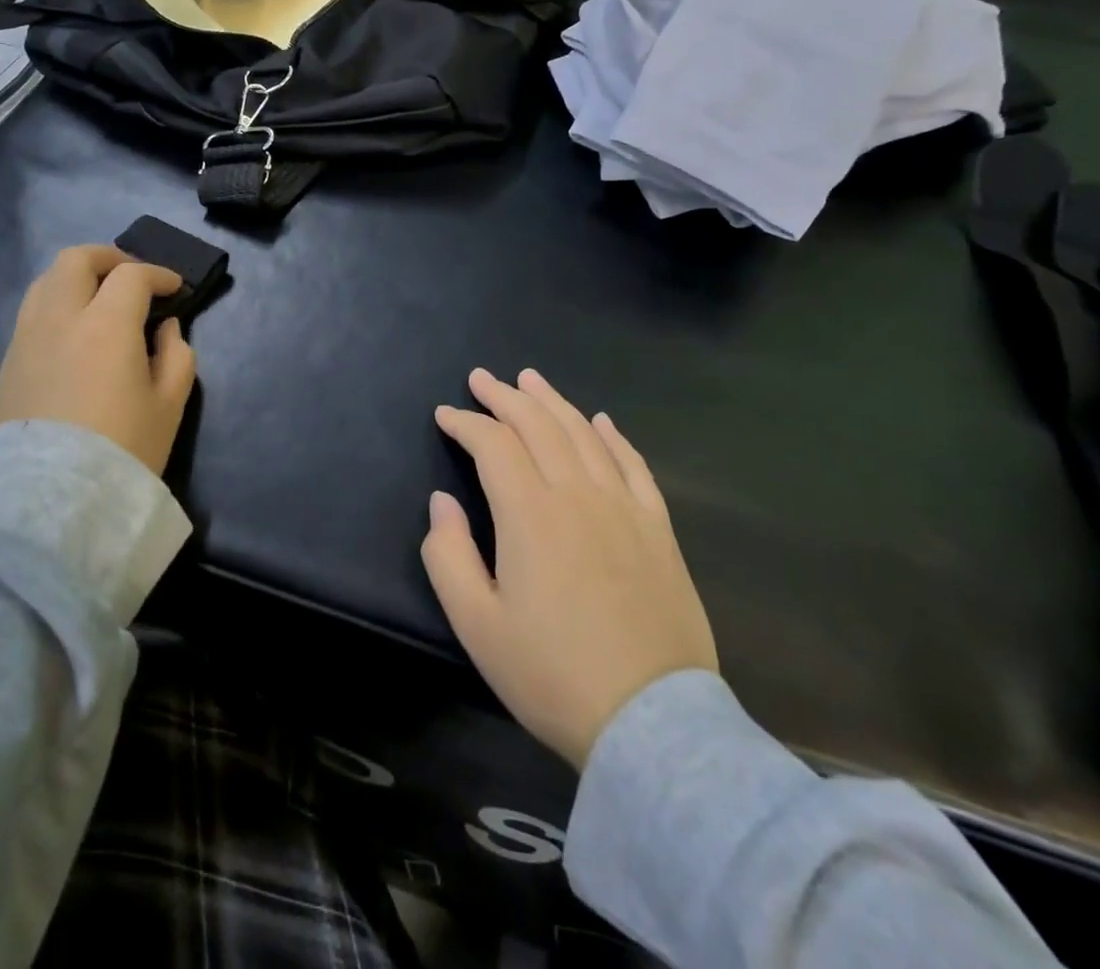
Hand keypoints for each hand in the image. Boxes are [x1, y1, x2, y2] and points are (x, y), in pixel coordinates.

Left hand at [0, 244, 197, 474]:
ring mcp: (26, 339)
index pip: (132, 275)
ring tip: (99, 298)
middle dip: (109, 257)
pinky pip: (32, 312)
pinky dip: (57, 304)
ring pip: (46, 281)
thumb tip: (165, 328)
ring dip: (77, 277)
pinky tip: (74, 331)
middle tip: (133, 276)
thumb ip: (176, 354)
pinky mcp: (7, 363)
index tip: (175, 288)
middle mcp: (59, 318)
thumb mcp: (170, 404)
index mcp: (106, 323)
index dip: (158, 274)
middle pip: (76, 259)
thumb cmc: (123, 449)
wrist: (51, 503)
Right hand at [422, 368, 716, 769]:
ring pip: (584, 433)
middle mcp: (577, 493)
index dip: (465, 423)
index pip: (493, 444)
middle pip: (538, 424)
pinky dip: (613, 435)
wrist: (651, 722)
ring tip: (530, 379)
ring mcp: (624, 506)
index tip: (445, 414)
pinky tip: (601, 420)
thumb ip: (448, 555)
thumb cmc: (552, 674)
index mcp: (530, 513)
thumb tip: (442, 502)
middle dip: (504, 396)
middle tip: (481, 378)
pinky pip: (633, 464)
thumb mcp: (477, 625)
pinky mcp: (658, 527)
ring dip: (553, 401)